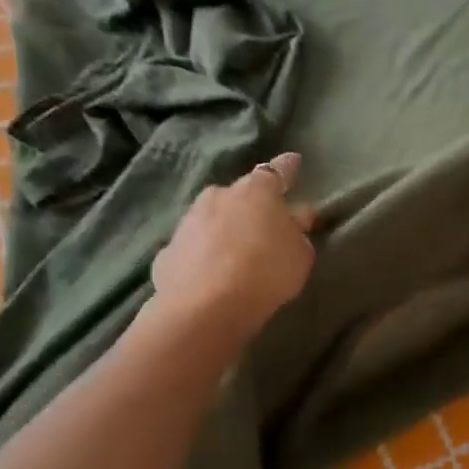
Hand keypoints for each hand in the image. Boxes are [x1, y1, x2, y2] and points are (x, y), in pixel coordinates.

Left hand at [146, 151, 316, 342]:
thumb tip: (294, 219)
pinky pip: (194, 247)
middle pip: (240, 195)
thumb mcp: (300, 255)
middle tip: (265, 228)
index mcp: (256, 191)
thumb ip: (298, 233)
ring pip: (213, 219)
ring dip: (225, 230)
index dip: (287, 168)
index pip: (277, 171)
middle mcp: (219, 195)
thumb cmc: (266, 273)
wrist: (205, 308)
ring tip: (236, 256)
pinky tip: (211, 276)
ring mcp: (188, 221)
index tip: (293, 161)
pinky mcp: (167, 250)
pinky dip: (204, 256)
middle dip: (252, 207)